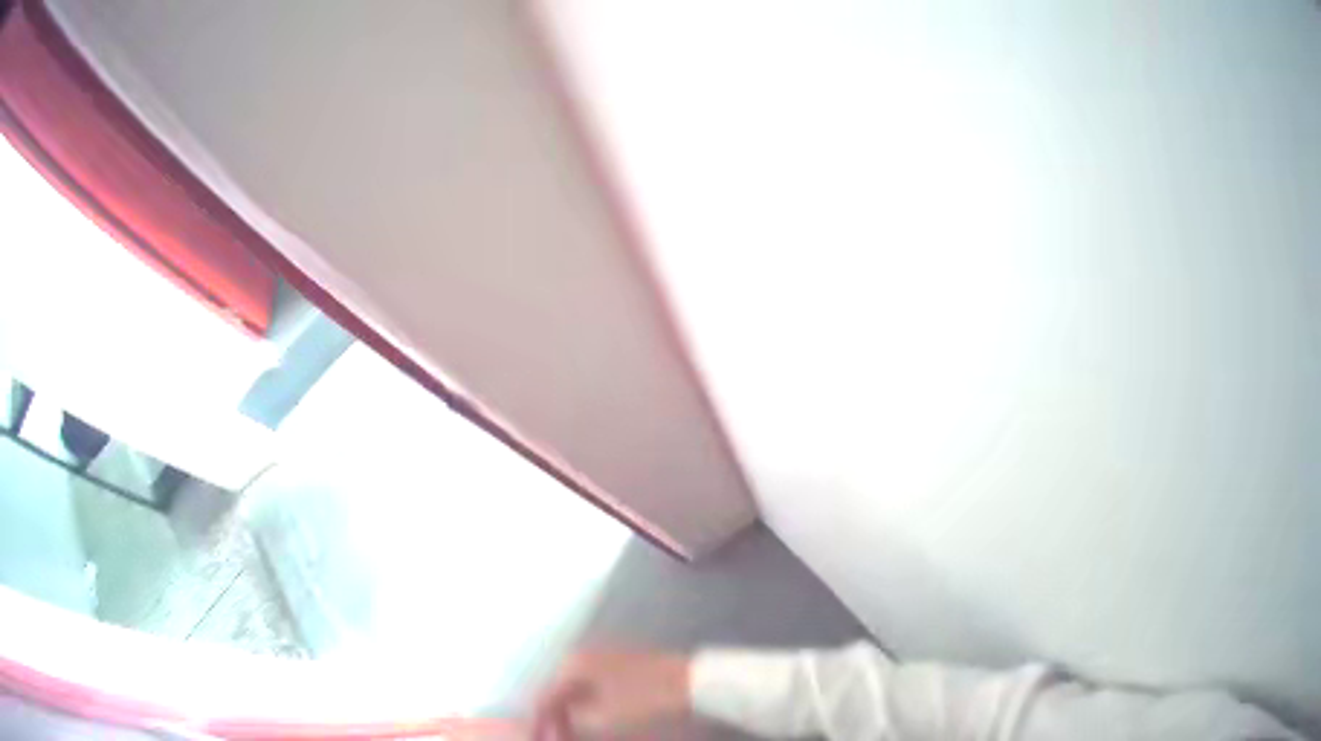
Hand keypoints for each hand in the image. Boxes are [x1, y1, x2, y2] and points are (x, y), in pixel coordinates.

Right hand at [530, 649, 691, 738]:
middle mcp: (583, 655)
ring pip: (576, 689)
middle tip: (556, 737)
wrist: (692, 682)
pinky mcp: (623, 665)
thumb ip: (571, 722)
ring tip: (571, 733)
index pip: (544, 696)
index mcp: (572, 663)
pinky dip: (587, 704)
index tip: (539, 739)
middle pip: (559, 690)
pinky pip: (593, 686)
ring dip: (570, 712)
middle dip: (554, 717)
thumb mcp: (602, 718)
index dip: (540, 723)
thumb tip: (554, 727)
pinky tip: (591, 719)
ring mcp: (604, 657)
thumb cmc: (644, 699)